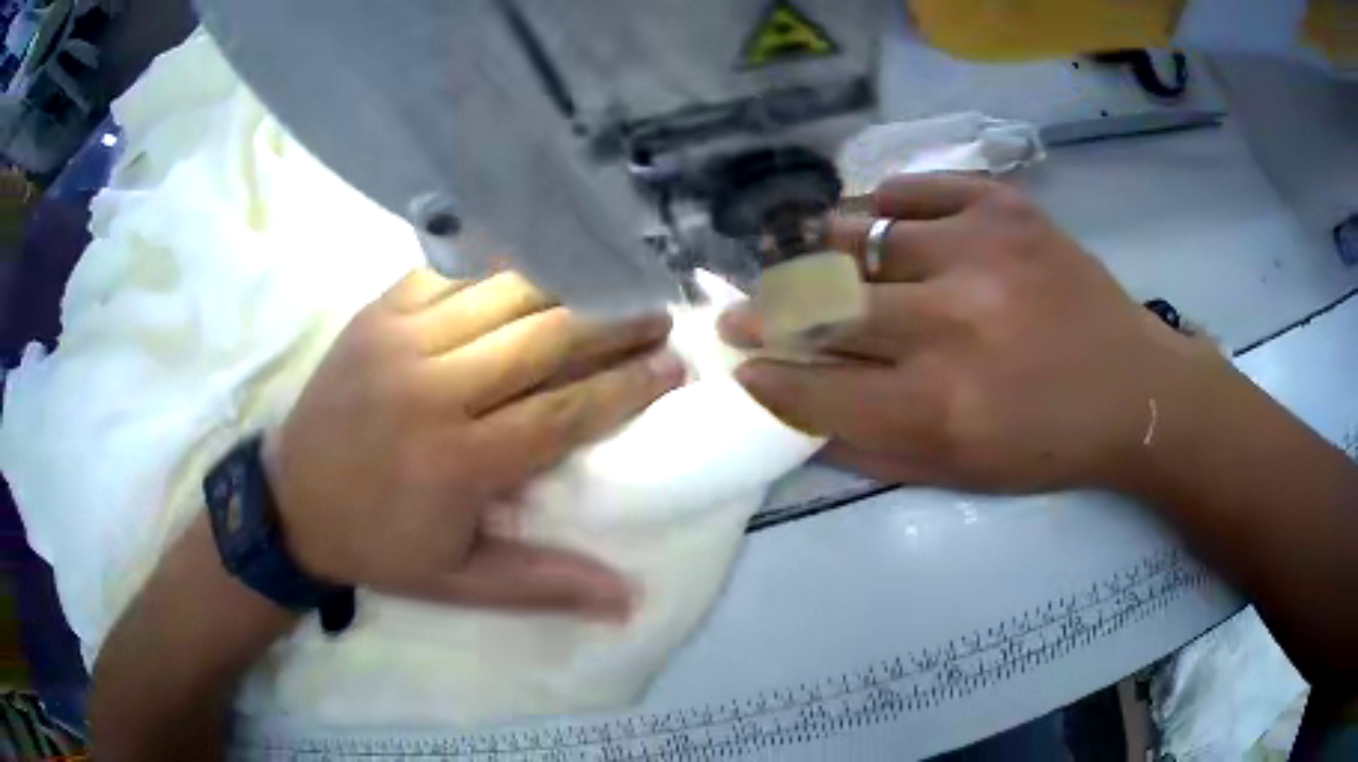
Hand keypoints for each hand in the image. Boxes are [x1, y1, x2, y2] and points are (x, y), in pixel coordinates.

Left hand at [266, 268, 683, 619]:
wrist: (290, 503)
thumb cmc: (378, 546)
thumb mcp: (460, 582)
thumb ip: (545, 585)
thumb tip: (628, 600)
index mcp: (458, 462)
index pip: (565, 411)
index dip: (627, 385)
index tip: (674, 365)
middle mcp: (434, 389)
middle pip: (544, 338)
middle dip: (612, 323)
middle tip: (657, 314)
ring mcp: (399, 340)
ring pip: (503, 292)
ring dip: (566, 285)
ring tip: (609, 284)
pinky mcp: (376, 313)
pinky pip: (451, 273)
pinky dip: (499, 269)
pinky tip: (533, 271)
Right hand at [721, 173, 1229, 493]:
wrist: (1134, 390)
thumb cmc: (1047, 446)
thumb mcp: (956, 474)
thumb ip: (867, 448)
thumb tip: (795, 410)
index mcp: (938, 406)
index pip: (813, 386)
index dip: (766, 375)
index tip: (741, 363)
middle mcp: (950, 323)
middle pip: (822, 303)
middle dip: (767, 311)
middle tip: (747, 310)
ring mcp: (979, 250)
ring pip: (859, 234)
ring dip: (823, 253)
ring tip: (817, 264)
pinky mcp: (1005, 208)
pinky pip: (914, 188)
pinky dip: (885, 204)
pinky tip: (883, 224)